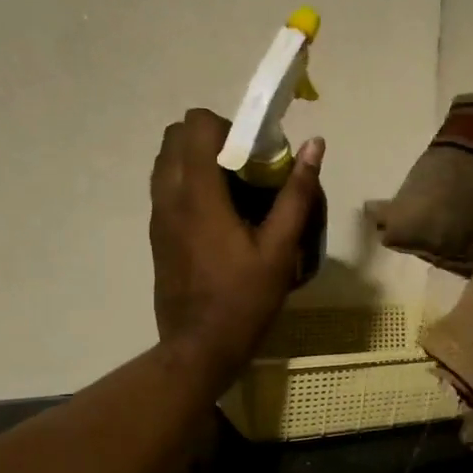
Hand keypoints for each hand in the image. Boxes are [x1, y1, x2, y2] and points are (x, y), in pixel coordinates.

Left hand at [150, 108, 324, 380]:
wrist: (199, 347)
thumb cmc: (244, 300)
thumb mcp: (280, 250)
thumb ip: (296, 195)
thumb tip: (314, 146)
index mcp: (198, 195)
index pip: (197, 125)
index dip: (230, 127)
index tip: (257, 154)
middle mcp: (169, 196)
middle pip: (176, 136)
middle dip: (213, 140)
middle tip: (248, 170)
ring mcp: (158, 216)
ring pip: (168, 162)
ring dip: (200, 161)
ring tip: (236, 193)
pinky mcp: (157, 234)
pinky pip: (167, 188)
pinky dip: (191, 184)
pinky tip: (222, 219)